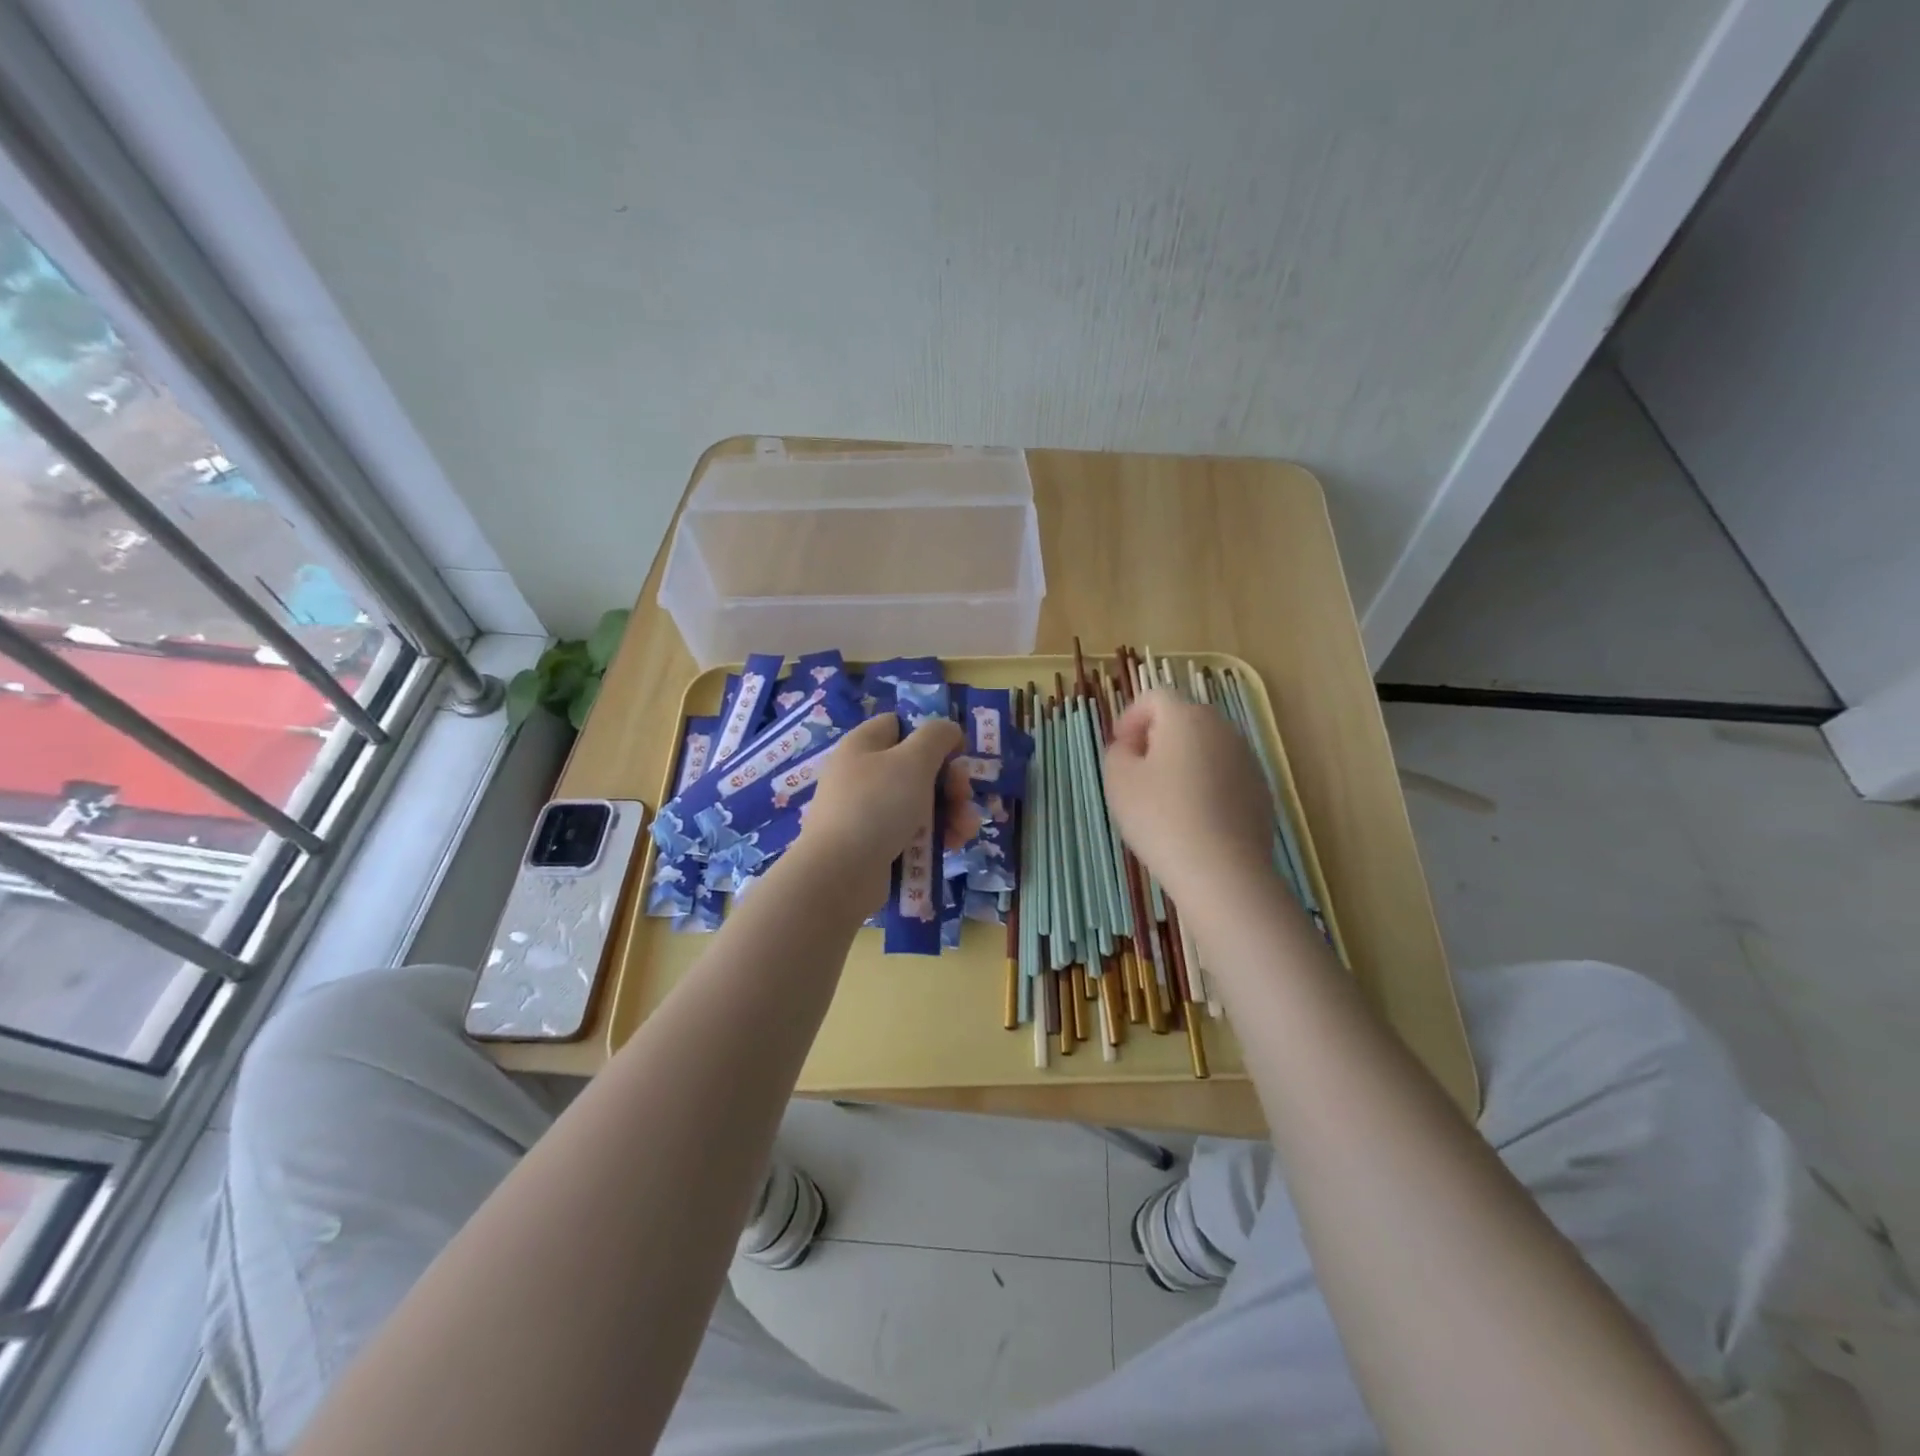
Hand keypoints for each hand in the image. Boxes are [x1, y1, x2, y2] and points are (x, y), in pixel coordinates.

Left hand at [794, 714, 964, 910]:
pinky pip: (912, 831)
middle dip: (951, 783)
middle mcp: (863, 774)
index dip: (931, 735)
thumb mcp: (913, 761)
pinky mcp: (874, 843)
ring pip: (920, 802)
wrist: (839, 874)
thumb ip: (936, 736)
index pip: (900, 725)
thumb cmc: (877, 806)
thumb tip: (948, 730)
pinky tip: (953, 846)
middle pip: (918, 767)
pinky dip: (934, 836)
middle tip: (965, 797)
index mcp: (864, 745)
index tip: (957, 754)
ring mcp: (867, 811)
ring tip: (966, 830)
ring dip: (951, 812)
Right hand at [1103, 689, 1271, 901]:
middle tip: (1137, 772)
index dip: (1130, 717)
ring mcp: (1248, 760)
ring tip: (1164, 799)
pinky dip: (1206, 786)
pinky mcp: (1261, 791)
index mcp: (1186, 717)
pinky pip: (1225, 776)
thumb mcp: (1118, 780)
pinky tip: (1193, 819)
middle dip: (1157, 738)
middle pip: (1184, 719)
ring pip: (1206, 748)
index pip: (1154, 697)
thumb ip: (1117, 752)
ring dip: (1183, 762)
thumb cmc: (1161, 817)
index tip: (1119, 748)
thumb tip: (1131, 747)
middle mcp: (1223, 728)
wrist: (1223, 871)